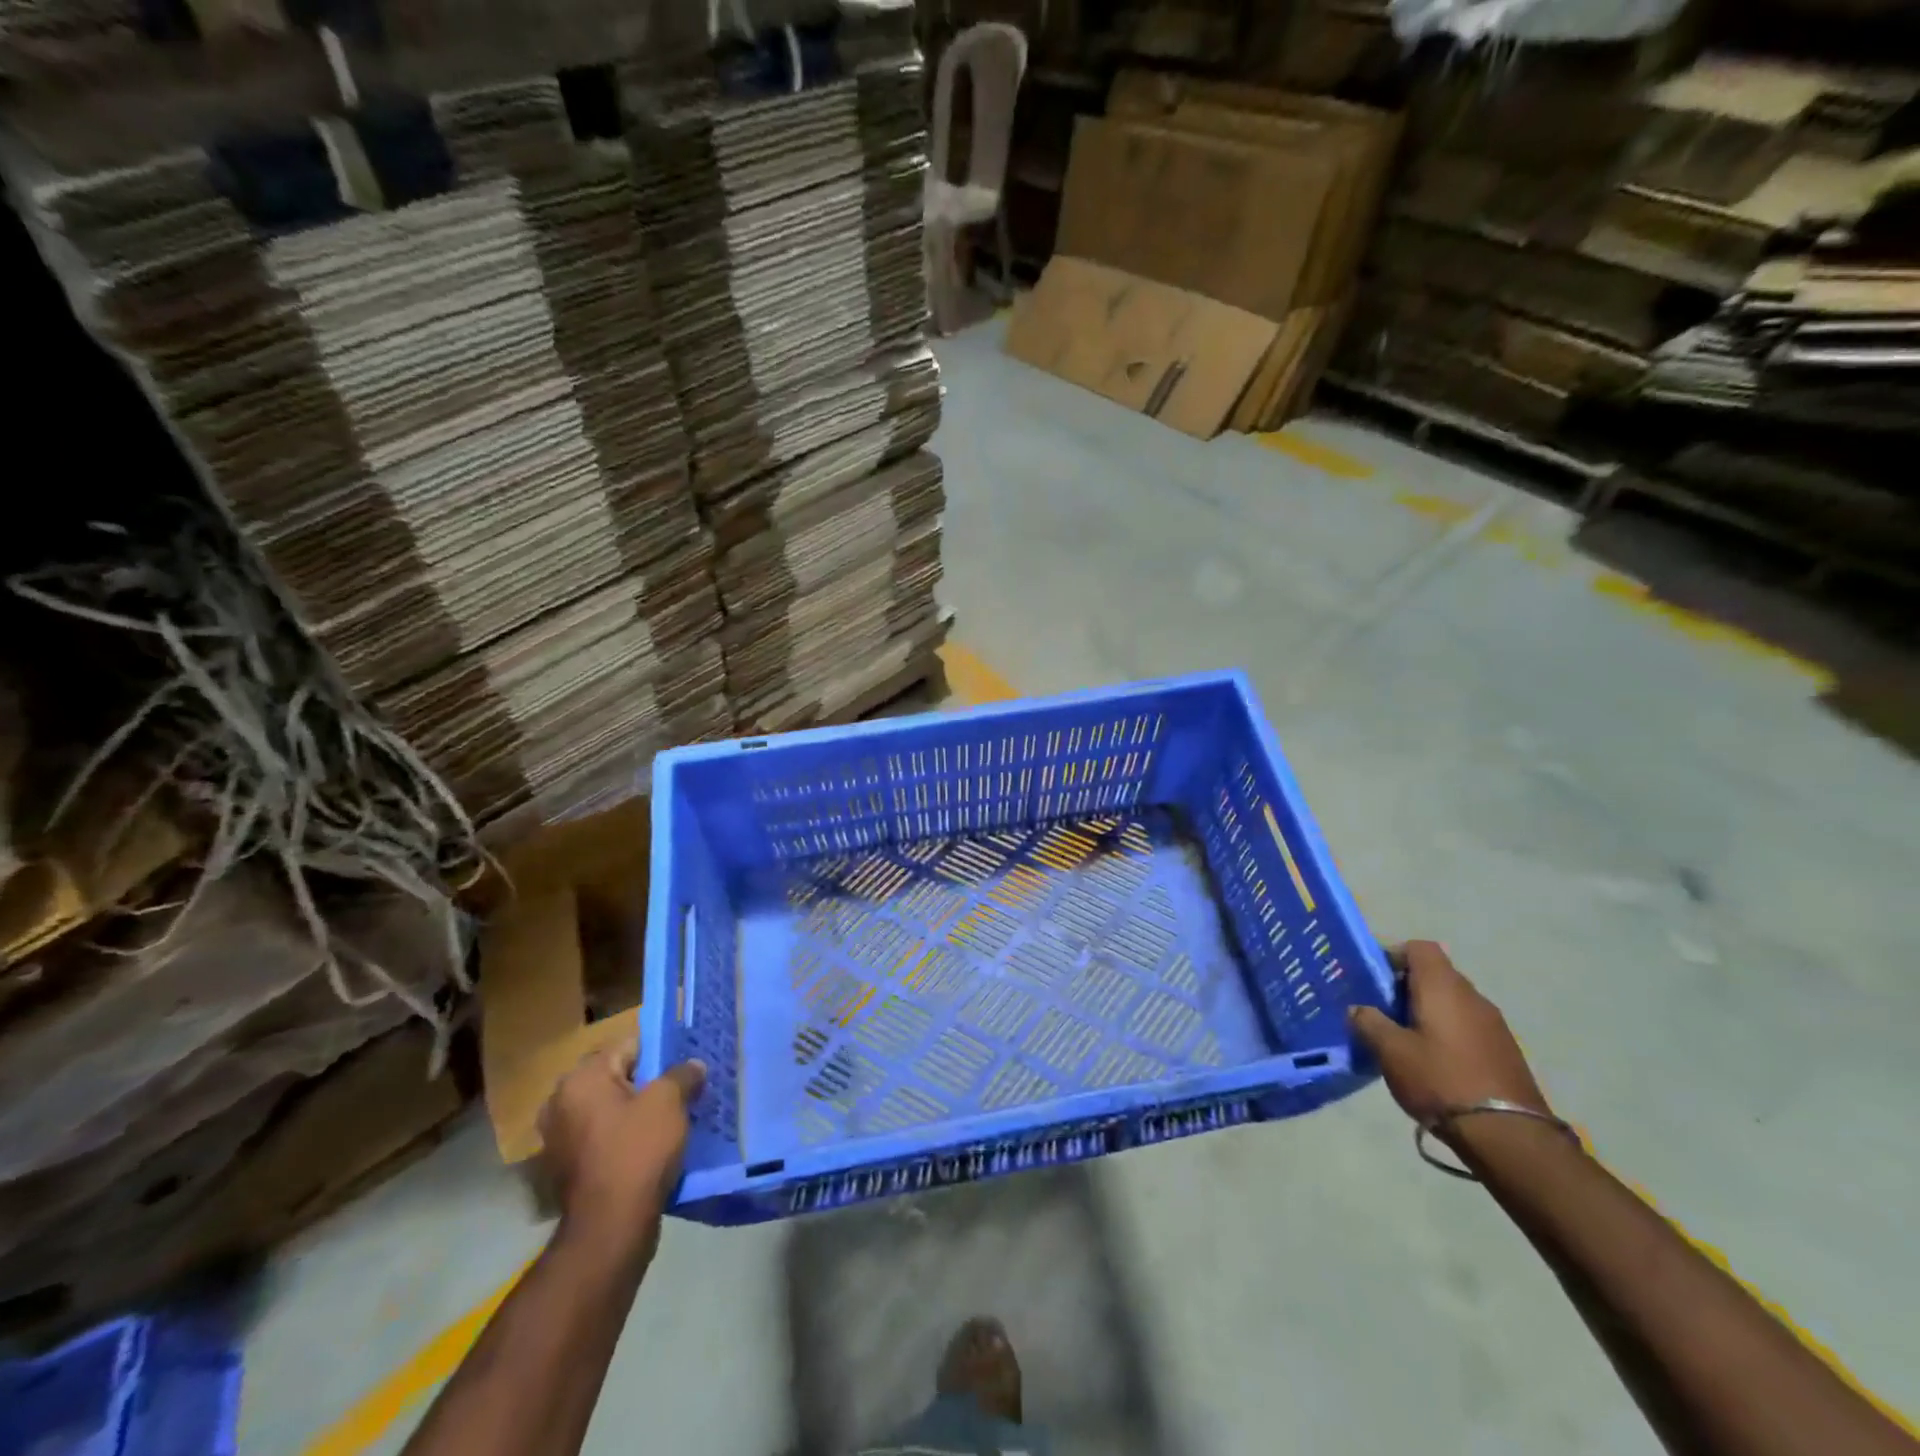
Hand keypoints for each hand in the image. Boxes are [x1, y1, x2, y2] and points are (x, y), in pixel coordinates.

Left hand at [538, 1051, 704, 1259]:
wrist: (610, 1228)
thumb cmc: (637, 1151)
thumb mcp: (670, 1101)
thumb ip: (683, 1074)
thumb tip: (693, 1066)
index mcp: (581, 1078)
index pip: (629, 1046)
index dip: (661, 1053)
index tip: (685, 1066)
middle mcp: (560, 1102)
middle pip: (617, 1077)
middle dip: (648, 1083)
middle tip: (682, 1091)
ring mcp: (558, 1138)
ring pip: (610, 1109)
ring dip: (636, 1112)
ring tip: (671, 1119)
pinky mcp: (566, 1168)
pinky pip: (603, 1137)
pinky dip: (624, 1137)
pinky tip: (651, 1147)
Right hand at [1349, 942, 1549, 1139]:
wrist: (1509, 1136)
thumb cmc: (1441, 1080)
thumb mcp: (1391, 1051)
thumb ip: (1368, 1022)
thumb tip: (1358, 1009)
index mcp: (1443, 987)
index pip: (1419, 948)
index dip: (1393, 955)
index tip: (1372, 978)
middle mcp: (1472, 996)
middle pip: (1435, 974)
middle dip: (1405, 986)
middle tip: (1380, 1010)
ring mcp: (1494, 1024)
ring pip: (1451, 1001)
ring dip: (1426, 1011)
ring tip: (1403, 1038)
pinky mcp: (1504, 1051)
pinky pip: (1467, 1025)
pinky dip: (1446, 1031)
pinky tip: (1432, 1060)